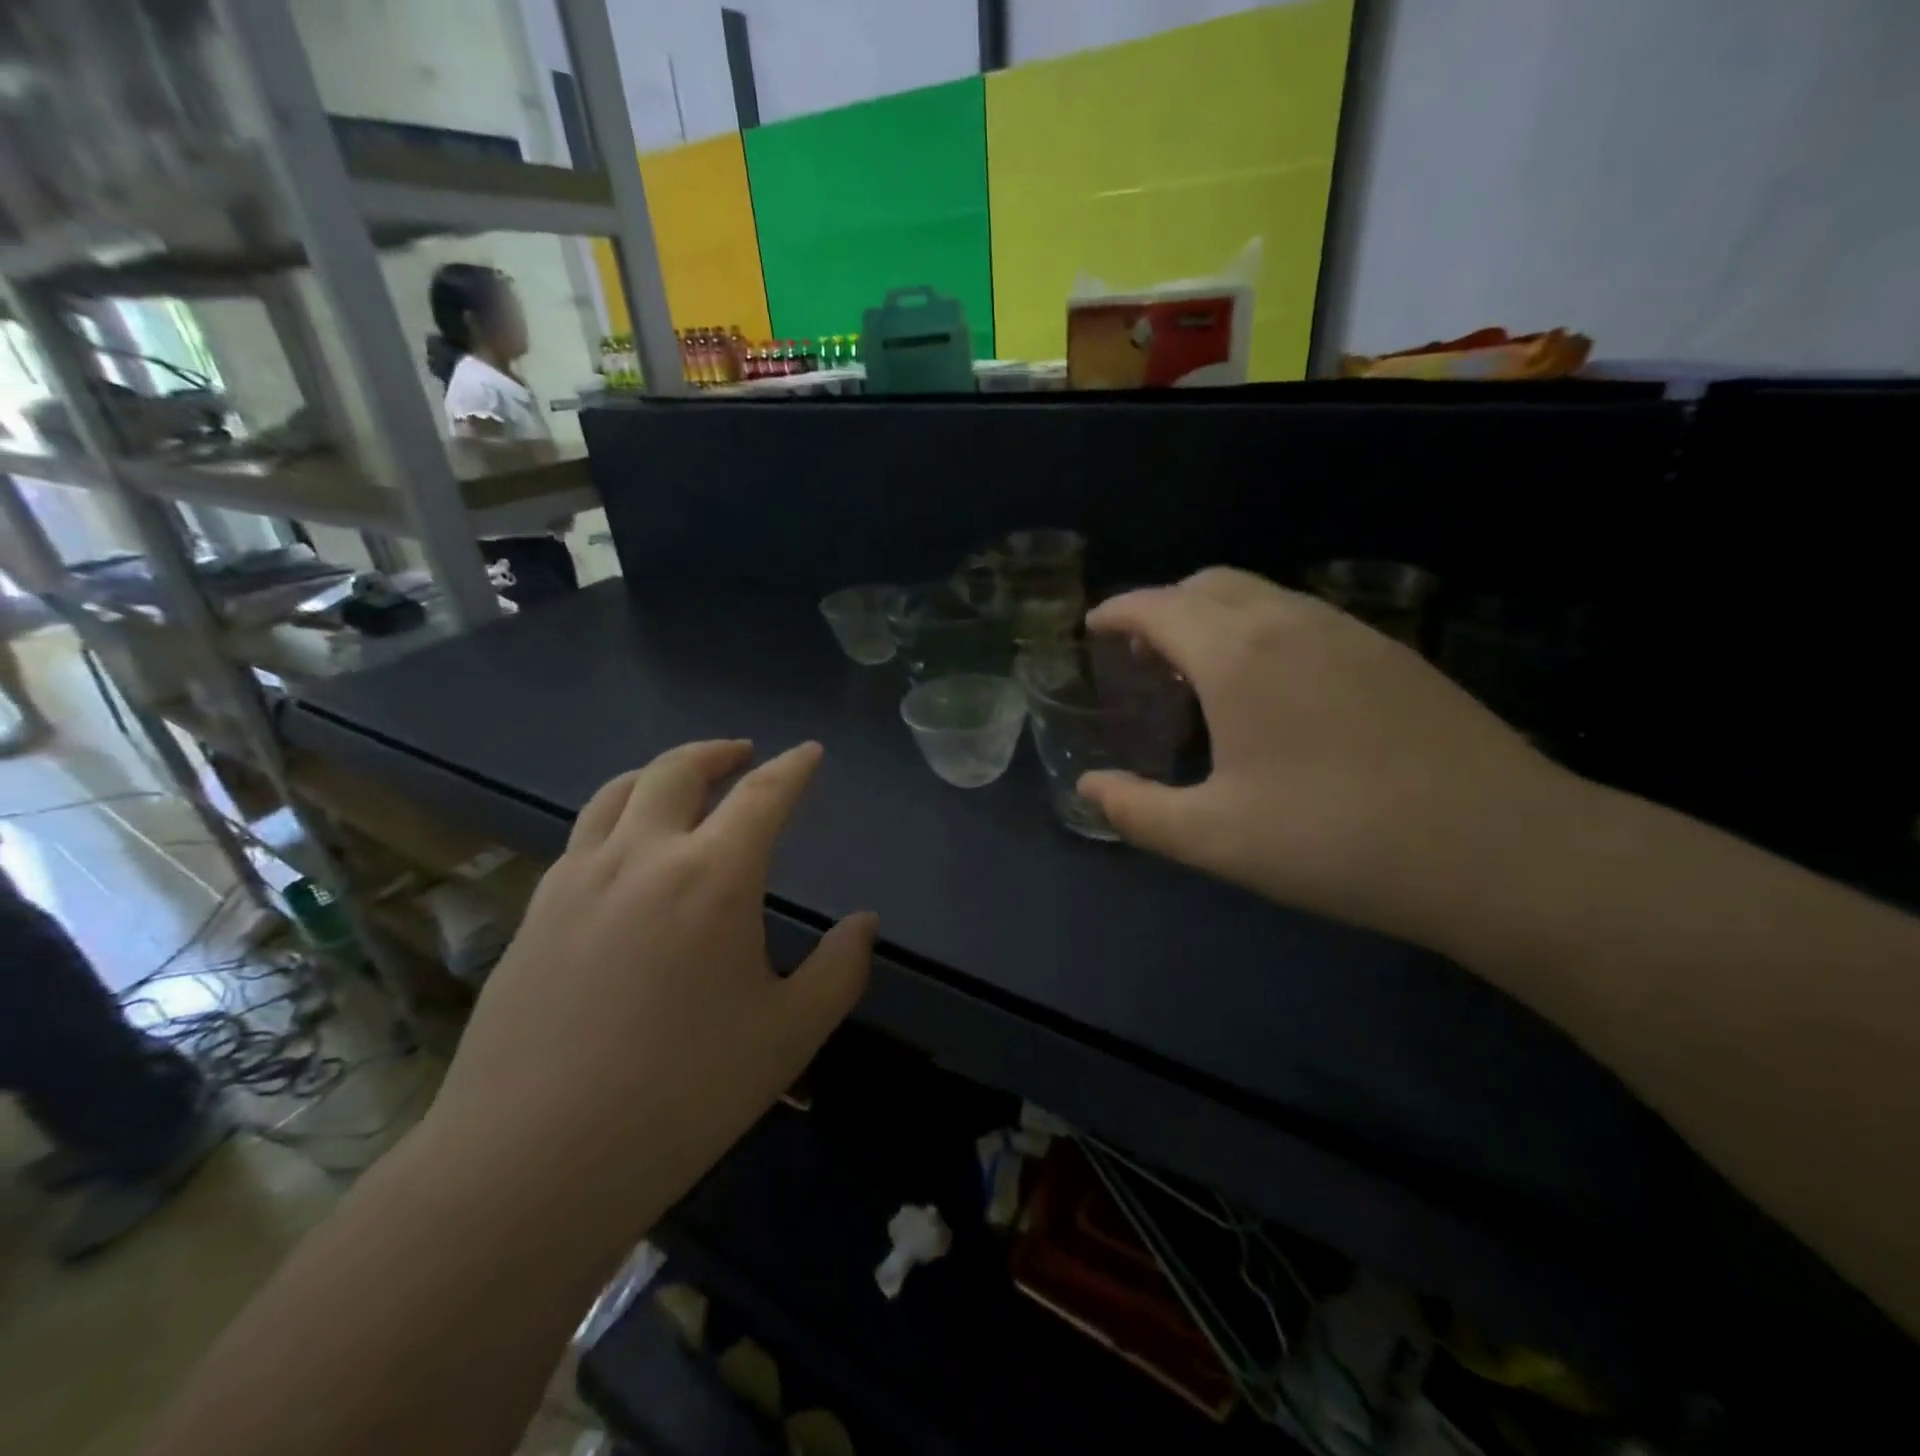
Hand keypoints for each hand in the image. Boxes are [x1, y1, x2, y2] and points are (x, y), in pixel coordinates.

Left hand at [426, 740, 874, 1219]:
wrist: (533, 1162)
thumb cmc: (682, 1094)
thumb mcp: (788, 1035)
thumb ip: (839, 970)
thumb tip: (863, 923)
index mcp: (713, 877)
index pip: (763, 795)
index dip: (793, 768)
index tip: (810, 753)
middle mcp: (642, 857)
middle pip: (677, 771)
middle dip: (718, 752)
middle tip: (742, 754)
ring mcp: (577, 880)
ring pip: (618, 792)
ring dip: (659, 773)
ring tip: (681, 783)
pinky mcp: (534, 913)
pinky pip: (582, 837)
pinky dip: (617, 817)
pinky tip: (625, 851)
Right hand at [1081, 569, 1577, 945]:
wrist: (1501, 850)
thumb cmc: (1336, 841)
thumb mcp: (1214, 838)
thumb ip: (1137, 810)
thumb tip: (1088, 788)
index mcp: (1237, 656)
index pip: (1159, 607)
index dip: (1118, 612)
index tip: (1095, 627)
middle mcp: (1291, 623)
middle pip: (1209, 585)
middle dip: (1164, 607)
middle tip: (1142, 655)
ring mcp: (1350, 632)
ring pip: (1261, 596)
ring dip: (1215, 616)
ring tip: (1200, 671)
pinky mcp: (1392, 653)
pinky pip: (1303, 617)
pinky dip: (1261, 630)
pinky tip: (1272, 688)